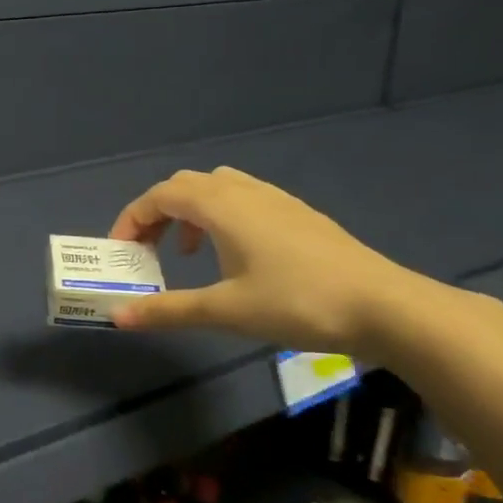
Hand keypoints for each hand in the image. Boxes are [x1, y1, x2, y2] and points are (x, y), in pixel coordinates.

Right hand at [107, 166, 421, 355]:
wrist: (384, 306)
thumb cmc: (296, 302)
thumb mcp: (225, 310)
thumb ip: (168, 310)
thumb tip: (118, 316)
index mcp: (221, 206)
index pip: (160, 195)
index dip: (132, 219)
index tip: (121, 251)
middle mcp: (244, 191)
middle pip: (184, 186)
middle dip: (157, 214)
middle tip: (147, 250)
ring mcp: (276, 199)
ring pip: (216, 188)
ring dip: (190, 213)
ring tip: (188, 252)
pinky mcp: (298, 214)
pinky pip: (243, 199)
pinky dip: (220, 216)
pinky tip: (235, 255)